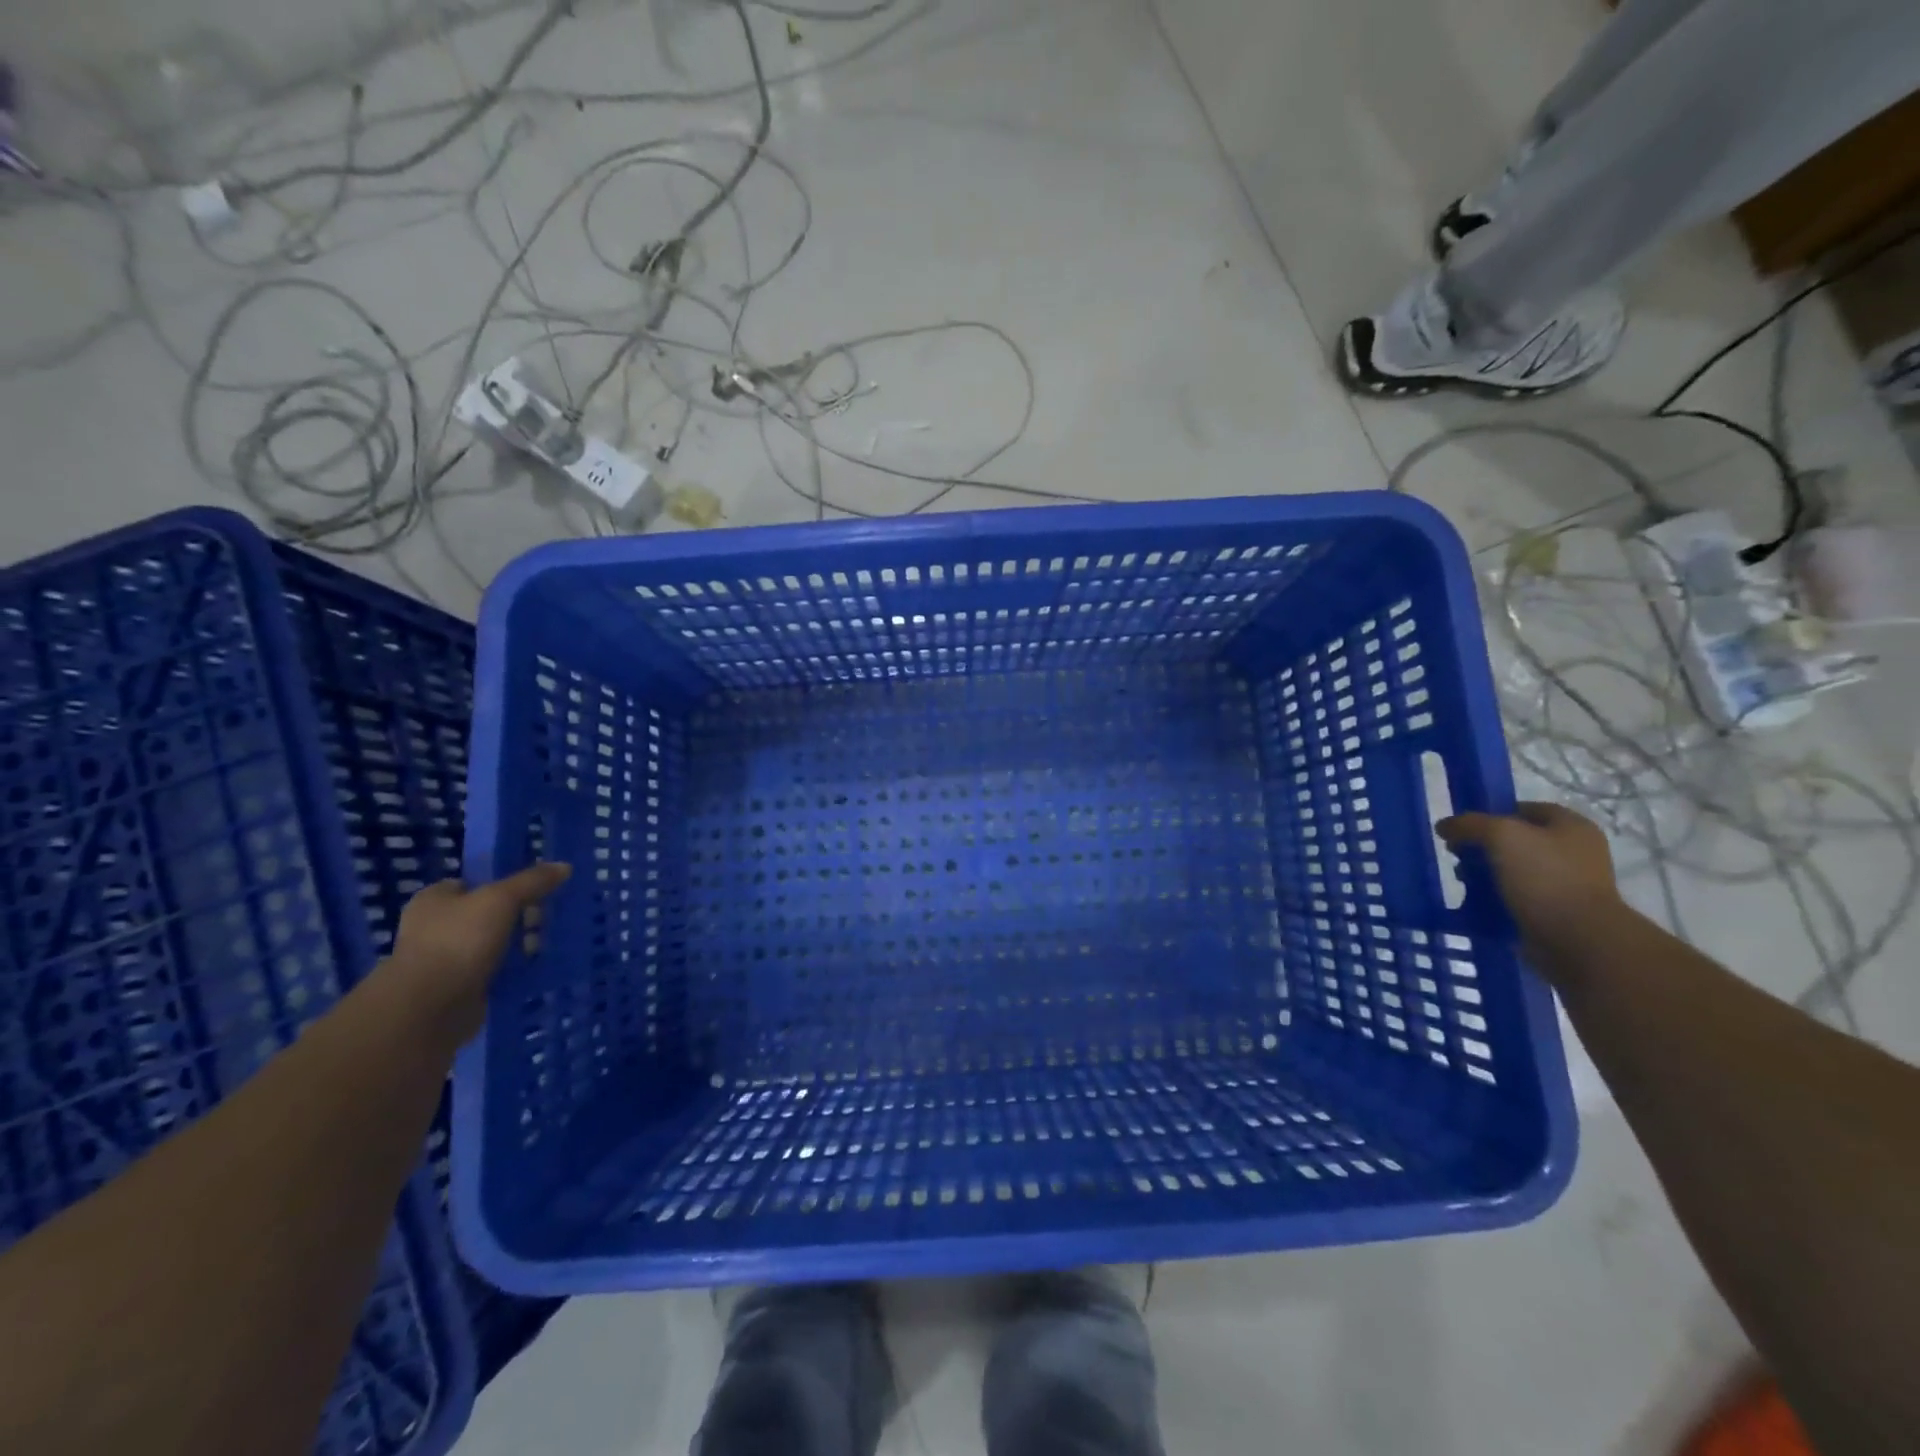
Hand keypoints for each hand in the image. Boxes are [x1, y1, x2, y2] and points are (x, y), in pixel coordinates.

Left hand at [383, 863, 570, 1042]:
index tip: (536, 890)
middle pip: (490, 912)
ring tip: (541, 947)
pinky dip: (512, 970)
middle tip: (541, 921)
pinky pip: (494, 970)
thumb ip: (532, 881)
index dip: (505, 884)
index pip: (475, 882)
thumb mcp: (501, 899)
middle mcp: (435, 926)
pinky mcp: (458, 987)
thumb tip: (564, 866)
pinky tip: (533, 968)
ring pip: (494, 943)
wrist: (429, 1008)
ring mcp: (445, 958)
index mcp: (434, 899)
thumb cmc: (459, 941)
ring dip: (519, 945)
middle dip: (519, 917)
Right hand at [1438, 802, 1619, 946]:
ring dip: (1485, 874)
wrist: (1578, 940)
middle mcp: (1575, 852)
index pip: (1525, 809)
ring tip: (1463, 881)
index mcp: (1572, 827)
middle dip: (1483, 846)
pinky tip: (1476, 902)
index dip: (1492, 813)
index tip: (1464, 827)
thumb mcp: (1501, 835)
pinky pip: (1518, 897)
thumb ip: (1469, 824)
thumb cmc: (1545, 877)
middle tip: (1458, 856)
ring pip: (1514, 870)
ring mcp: (1568, 884)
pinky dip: (1496, 898)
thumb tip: (1444, 826)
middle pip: (1517, 841)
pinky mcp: (1557, 913)